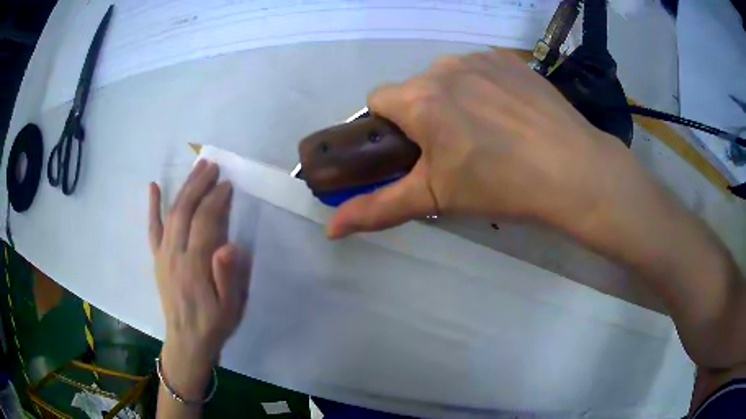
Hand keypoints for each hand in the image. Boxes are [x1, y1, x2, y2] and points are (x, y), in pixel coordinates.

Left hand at [149, 161, 250, 395]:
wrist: (187, 341)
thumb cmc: (214, 323)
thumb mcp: (230, 307)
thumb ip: (228, 277)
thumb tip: (229, 245)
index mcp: (195, 265)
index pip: (205, 222)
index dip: (216, 200)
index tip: (227, 184)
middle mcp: (175, 254)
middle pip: (185, 210)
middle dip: (198, 184)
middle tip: (211, 164)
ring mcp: (163, 255)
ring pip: (171, 213)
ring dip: (183, 188)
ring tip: (196, 168)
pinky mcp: (157, 258)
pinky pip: (152, 228)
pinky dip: (152, 206)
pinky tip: (153, 186)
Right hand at [327, 50, 627, 237]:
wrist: (573, 170)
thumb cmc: (501, 185)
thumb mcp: (435, 198)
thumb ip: (378, 209)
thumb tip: (330, 229)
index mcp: (420, 99)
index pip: (377, 100)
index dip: (389, 127)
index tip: (413, 149)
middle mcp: (444, 67)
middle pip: (415, 89)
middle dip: (423, 114)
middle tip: (456, 149)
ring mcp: (480, 58)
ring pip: (448, 77)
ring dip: (454, 99)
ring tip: (488, 132)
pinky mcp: (509, 59)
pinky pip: (480, 69)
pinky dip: (483, 87)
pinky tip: (510, 114)